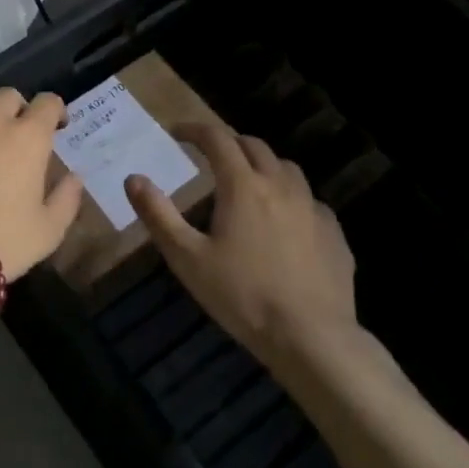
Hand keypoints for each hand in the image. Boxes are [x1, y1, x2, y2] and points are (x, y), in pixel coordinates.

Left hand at [0, 84, 83, 279]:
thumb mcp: (49, 231)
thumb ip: (66, 199)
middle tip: (12, 131)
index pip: (48, 102)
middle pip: (7, 95)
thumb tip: (74, 177)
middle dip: (15, 108)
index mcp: (28, 138)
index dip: (54, 110)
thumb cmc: (3, 245)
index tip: (54, 125)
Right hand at [126, 123, 356, 364]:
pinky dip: (290, 197)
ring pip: (286, 168)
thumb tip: (134, 178)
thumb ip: (158, 214)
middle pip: (254, 146)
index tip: (177, 133)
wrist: (311, 337)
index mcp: (242, 186)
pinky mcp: (334, 232)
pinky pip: (310, 200)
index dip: (195, 130)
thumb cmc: (241, 296)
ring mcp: (313, 208)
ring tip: (247, 182)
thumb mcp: (187, 258)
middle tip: (209, 156)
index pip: (217, 139)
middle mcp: (281, 185)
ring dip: (262, 165)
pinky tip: (284, 222)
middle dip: (228, 143)